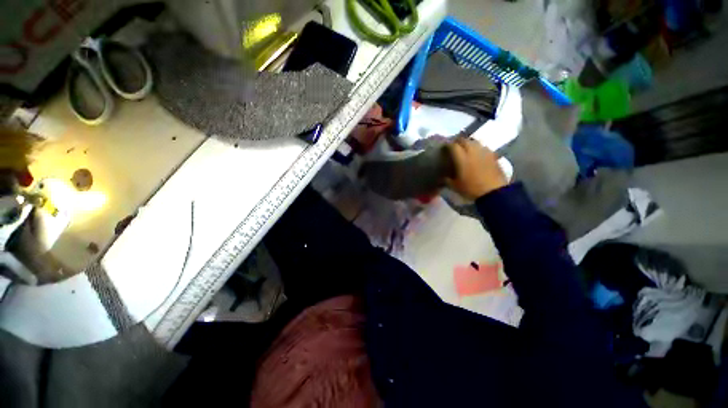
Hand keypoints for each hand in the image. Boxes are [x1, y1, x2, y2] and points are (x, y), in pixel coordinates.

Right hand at [447, 137, 507, 199]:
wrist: (494, 192)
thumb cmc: (471, 189)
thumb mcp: (454, 186)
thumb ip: (447, 179)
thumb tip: (442, 177)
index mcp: (462, 158)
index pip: (453, 146)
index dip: (447, 146)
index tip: (444, 148)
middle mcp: (473, 151)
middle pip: (464, 140)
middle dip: (458, 142)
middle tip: (454, 147)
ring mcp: (484, 152)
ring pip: (475, 142)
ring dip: (469, 144)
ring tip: (465, 149)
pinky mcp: (493, 156)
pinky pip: (483, 148)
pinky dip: (478, 149)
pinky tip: (477, 155)